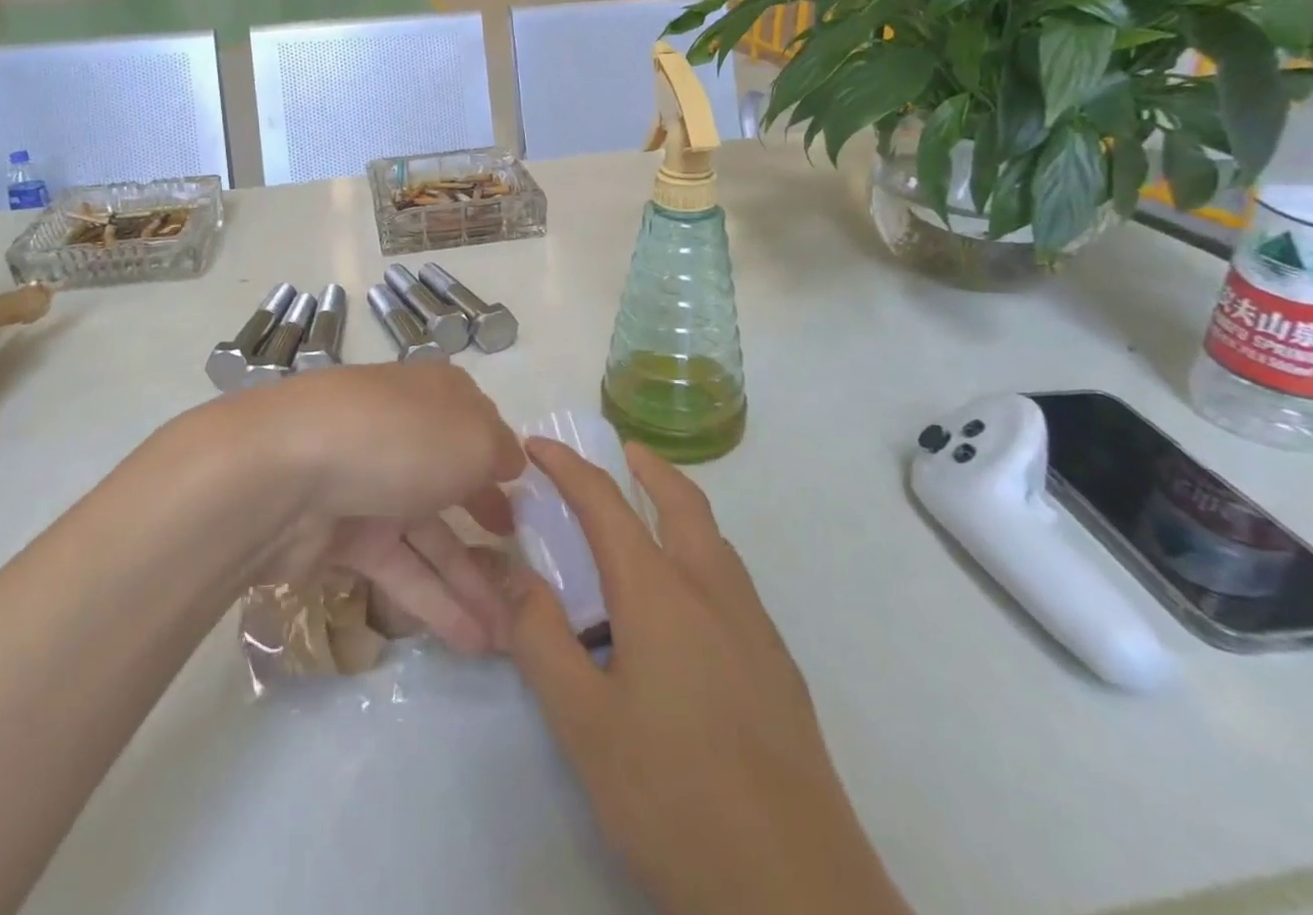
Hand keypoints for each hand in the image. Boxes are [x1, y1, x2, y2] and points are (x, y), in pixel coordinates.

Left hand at [225, 362, 524, 656]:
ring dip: (469, 582)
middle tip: (522, 563)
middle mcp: (403, 434)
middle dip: (488, 521)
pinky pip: (399, 569)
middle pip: (453, 479)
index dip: (502, 459)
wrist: (285, 473)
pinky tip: (472, 641)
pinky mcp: (342, 536)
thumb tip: (509, 463)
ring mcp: (370, 484)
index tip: (529, 498)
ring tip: (509, 636)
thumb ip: (501, 452)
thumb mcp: (474, 438)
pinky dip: (434, 603)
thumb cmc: (399, 439)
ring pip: (429, 535)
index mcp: (434, 396)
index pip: (477, 423)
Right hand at [506, 439, 910, 914]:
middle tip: (621, 450)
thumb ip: (541, 638)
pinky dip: (700, 551)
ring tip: (648, 514)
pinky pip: (731, 579)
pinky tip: (685, 602)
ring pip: (714, 539)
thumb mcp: (583, 724)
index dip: (569, 467)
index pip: (606, 504)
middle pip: (681, 502)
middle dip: (647, 467)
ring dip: (679, 506)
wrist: (800, 898)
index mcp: (660, 593)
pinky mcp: (778, 669)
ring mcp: (754, 629)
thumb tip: (512, 574)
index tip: (539, 443)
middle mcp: (712, 592)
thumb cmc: (676, 800)